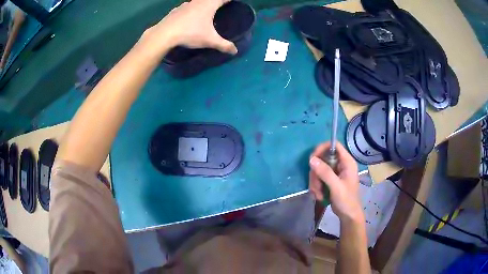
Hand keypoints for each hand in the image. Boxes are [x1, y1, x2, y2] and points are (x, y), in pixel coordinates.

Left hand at [142, 0, 237, 54]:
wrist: (165, 34)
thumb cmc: (190, 33)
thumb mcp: (209, 40)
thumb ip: (224, 45)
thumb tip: (235, 51)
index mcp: (209, 5)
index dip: (229, 0)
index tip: (232, 2)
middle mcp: (198, 2)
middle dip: (217, 2)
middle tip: (221, 7)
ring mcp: (186, 5)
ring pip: (198, 1)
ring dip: (203, 4)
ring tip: (206, 11)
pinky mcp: (176, 10)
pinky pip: (187, 6)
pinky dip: (191, 9)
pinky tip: (189, 16)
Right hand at [309, 142, 362, 221]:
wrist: (348, 215)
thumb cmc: (346, 200)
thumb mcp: (336, 186)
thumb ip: (325, 172)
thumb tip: (311, 159)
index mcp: (347, 162)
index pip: (334, 145)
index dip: (322, 148)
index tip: (312, 158)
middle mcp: (341, 164)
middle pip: (323, 159)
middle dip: (316, 173)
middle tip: (316, 185)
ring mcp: (335, 172)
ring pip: (319, 169)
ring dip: (315, 182)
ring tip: (318, 194)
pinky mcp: (330, 180)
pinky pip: (319, 177)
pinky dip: (316, 186)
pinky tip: (319, 196)